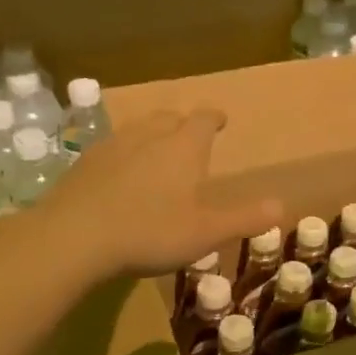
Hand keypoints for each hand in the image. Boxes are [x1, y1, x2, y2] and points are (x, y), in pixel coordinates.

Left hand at [35, 109, 280, 279]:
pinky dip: (124, 155)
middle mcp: (149, 136)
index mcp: (183, 147)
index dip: (214, 118)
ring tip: (156, 153)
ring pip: (138, 129)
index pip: (204, 120)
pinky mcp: (84, 163)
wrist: (74, 237)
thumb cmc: (150, 232)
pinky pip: (112, 148)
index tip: (220, 120)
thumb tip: (282, 206)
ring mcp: (112, 146)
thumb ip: (244, 218)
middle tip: (189, 137)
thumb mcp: (205, 232)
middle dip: (183, 124)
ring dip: (152, 135)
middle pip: (169, 118)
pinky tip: (120, 176)